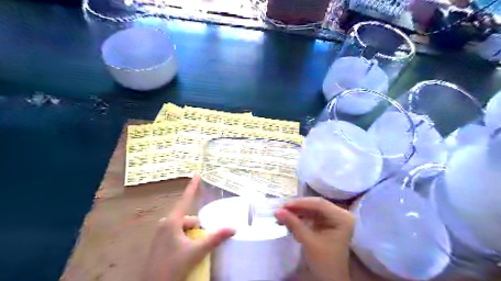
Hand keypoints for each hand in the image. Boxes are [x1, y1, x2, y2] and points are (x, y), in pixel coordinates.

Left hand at [143, 176, 235, 280]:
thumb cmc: (172, 266)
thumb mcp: (196, 252)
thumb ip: (215, 239)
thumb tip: (233, 228)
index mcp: (172, 222)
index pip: (185, 199)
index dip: (192, 186)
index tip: (196, 174)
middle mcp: (165, 224)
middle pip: (188, 218)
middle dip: (198, 227)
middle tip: (201, 243)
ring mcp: (161, 233)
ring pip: (183, 227)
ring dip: (192, 234)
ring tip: (194, 250)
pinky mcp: (160, 242)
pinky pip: (177, 233)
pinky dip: (185, 238)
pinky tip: (186, 252)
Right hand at [275, 197, 353, 280]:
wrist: (330, 280)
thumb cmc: (325, 262)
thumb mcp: (308, 241)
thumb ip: (293, 223)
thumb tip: (277, 210)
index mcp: (342, 217)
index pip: (319, 204)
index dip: (301, 203)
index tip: (284, 206)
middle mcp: (338, 214)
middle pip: (314, 205)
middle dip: (296, 209)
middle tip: (280, 210)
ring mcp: (331, 218)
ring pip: (310, 210)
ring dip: (295, 214)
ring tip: (280, 218)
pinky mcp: (324, 223)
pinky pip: (309, 216)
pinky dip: (299, 220)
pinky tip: (288, 223)